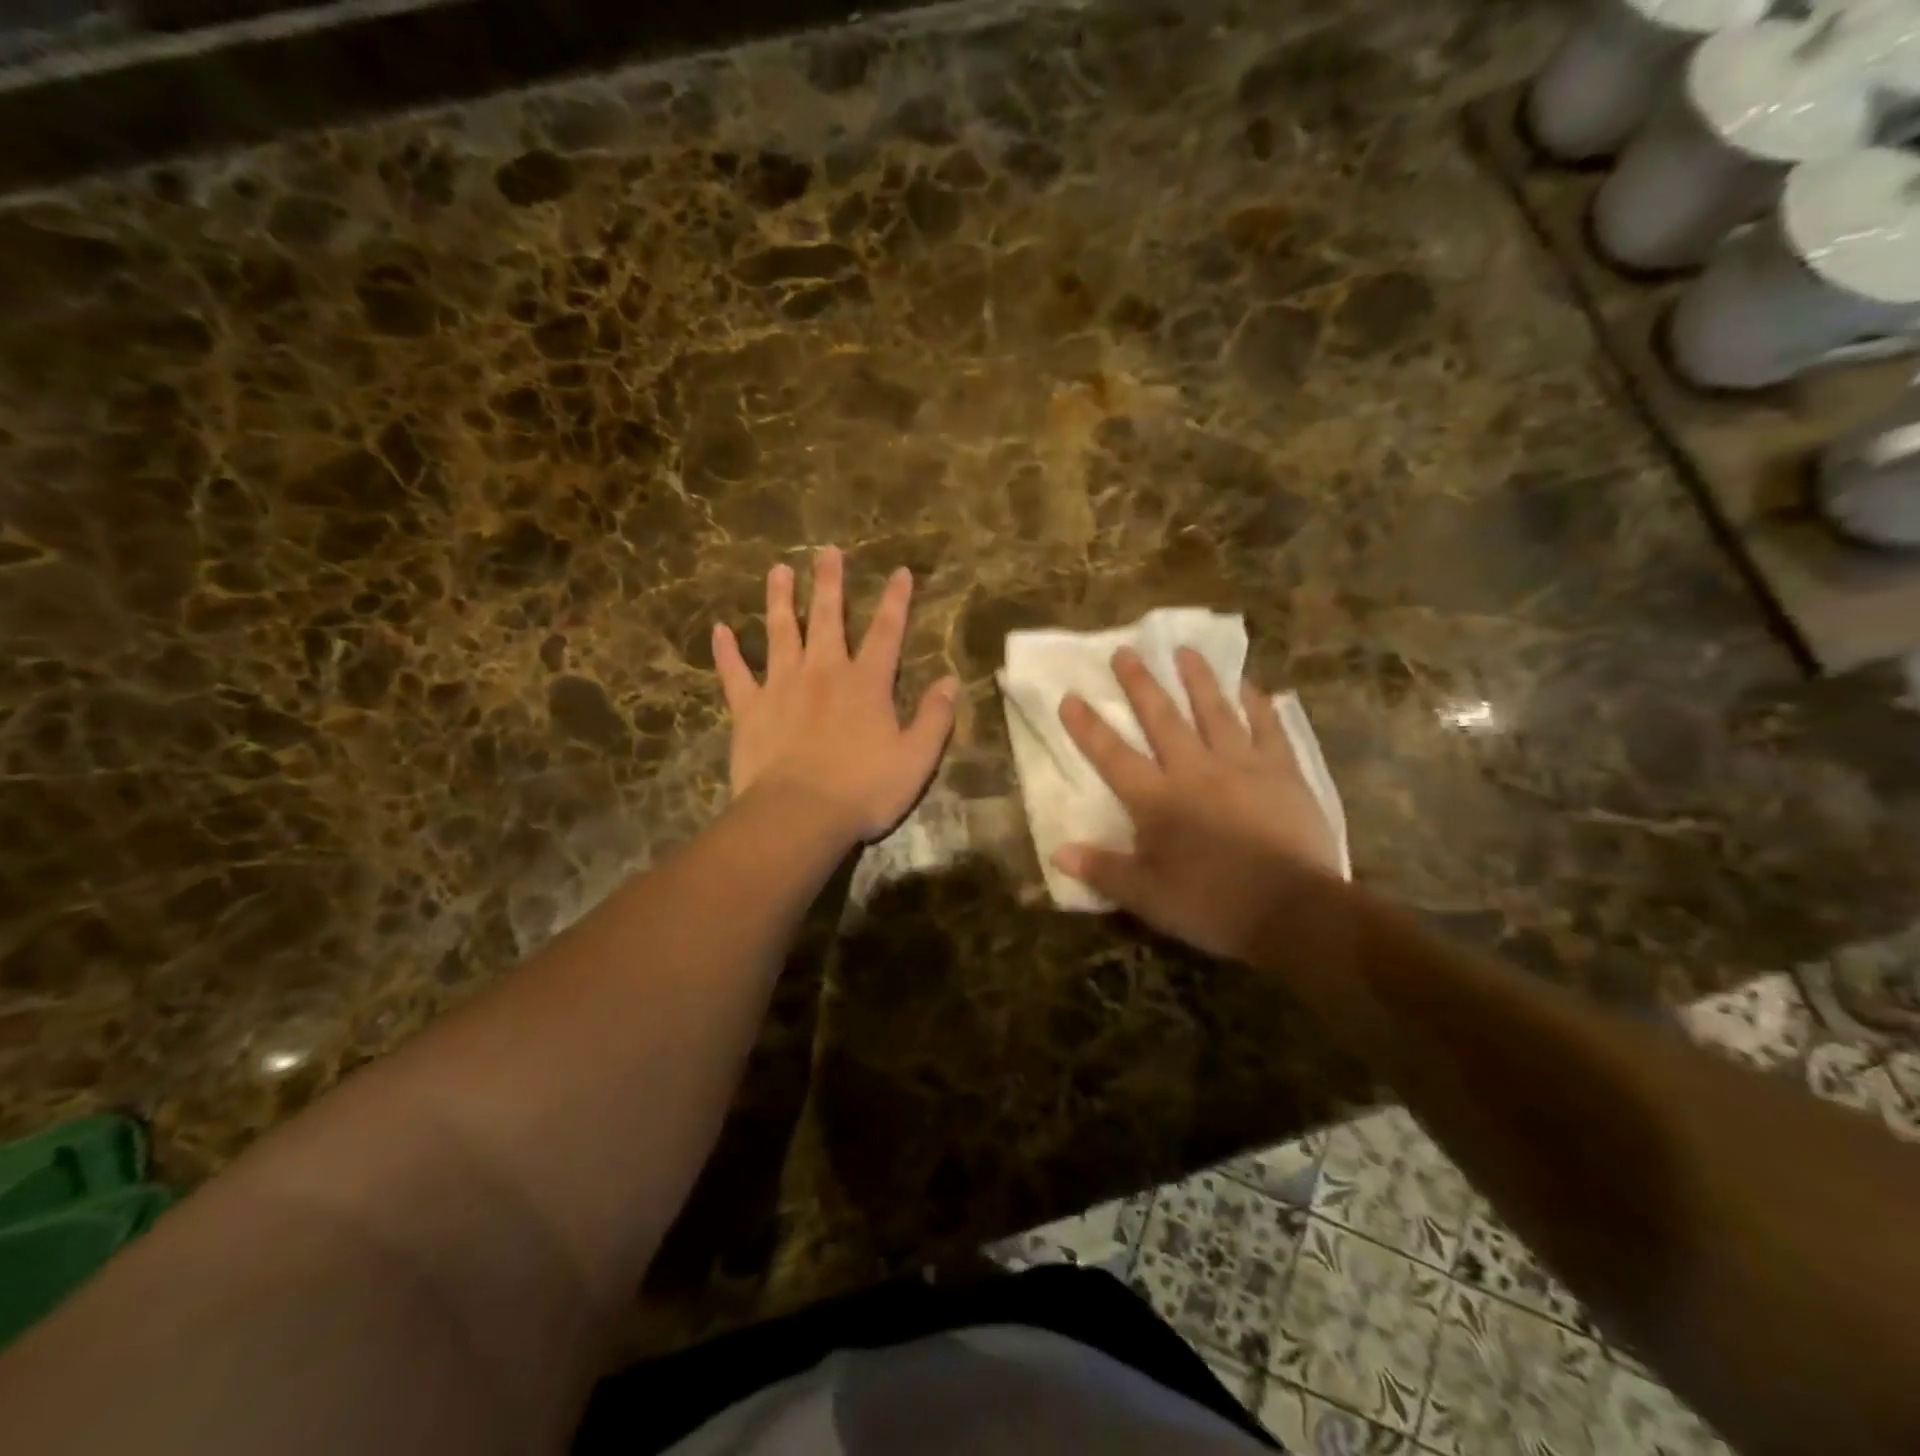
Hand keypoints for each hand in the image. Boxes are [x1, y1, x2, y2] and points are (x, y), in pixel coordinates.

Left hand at [713, 546, 958, 845]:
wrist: (799, 815)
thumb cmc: (863, 790)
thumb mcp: (916, 759)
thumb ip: (935, 718)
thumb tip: (950, 682)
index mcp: (867, 683)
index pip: (887, 632)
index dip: (896, 600)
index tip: (899, 571)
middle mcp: (824, 673)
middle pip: (827, 618)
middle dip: (830, 583)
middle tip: (827, 551)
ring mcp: (782, 686)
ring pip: (780, 632)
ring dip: (779, 600)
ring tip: (778, 571)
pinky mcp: (750, 709)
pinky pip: (735, 673)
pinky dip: (727, 652)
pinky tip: (720, 630)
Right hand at [1054, 646, 1342, 963]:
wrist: (1294, 910)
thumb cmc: (1212, 904)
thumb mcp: (1147, 897)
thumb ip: (1102, 870)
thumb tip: (1057, 852)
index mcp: (1157, 800)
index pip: (1113, 756)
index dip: (1089, 727)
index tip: (1071, 696)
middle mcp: (1195, 770)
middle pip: (1162, 719)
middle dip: (1140, 684)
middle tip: (1126, 651)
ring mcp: (1242, 765)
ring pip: (1215, 711)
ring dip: (1197, 679)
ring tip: (1184, 650)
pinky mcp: (1283, 772)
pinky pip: (1268, 727)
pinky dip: (1258, 704)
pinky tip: (1251, 686)